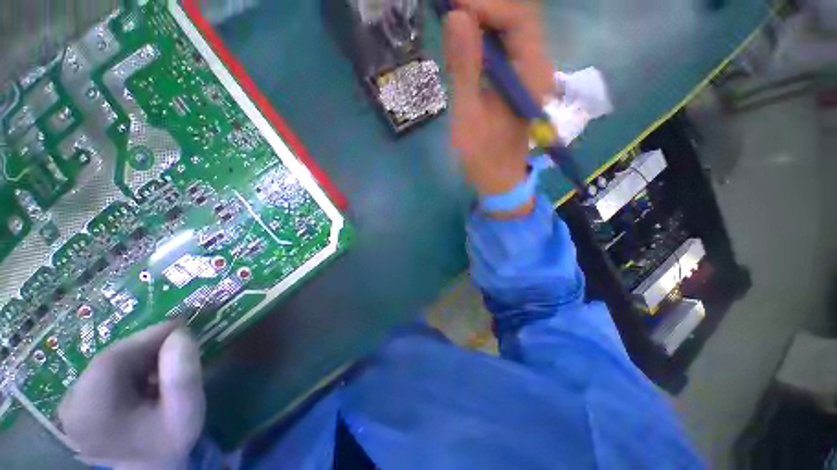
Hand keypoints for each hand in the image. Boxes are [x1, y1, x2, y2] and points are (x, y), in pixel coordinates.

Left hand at [58, 322, 204, 469]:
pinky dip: (130, 368)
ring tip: (167, 362)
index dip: (146, 338)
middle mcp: (71, 405)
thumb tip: (181, 334)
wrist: (152, 469)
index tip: (180, 326)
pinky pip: (104, 373)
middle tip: (179, 343)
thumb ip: (183, 376)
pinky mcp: (77, 404)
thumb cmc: (170, 441)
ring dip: (140, 357)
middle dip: (146, 348)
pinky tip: (149, 376)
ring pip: (107, 364)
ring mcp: (71, 405)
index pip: (112, 360)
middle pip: (108, 361)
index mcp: (90, 412)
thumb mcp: (186, 412)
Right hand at [444, 0, 556, 213]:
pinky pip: (503, 45)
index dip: (485, 3)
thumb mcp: (468, 116)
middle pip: (518, 15)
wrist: (498, 178)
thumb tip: (456, 16)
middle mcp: (537, 65)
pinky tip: (462, 45)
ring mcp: (529, 71)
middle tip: (448, 13)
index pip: (519, 17)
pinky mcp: (517, 78)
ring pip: (510, 27)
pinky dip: (482, 36)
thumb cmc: (483, 156)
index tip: (451, 6)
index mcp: (531, 74)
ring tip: (451, 27)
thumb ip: (464, 68)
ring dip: (481, 20)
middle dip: (482, 7)